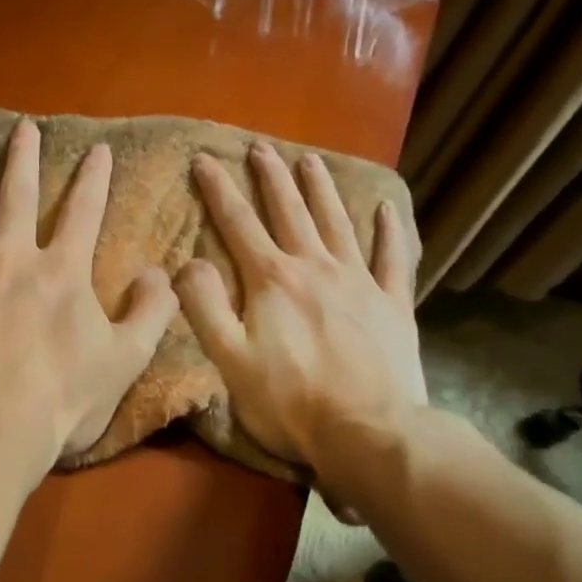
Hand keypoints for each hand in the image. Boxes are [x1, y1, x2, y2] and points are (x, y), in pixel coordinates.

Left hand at [0, 120, 178, 471]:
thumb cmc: (60, 401)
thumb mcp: (125, 361)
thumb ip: (150, 312)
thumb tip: (164, 273)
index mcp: (62, 271)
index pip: (84, 212)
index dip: (94, 178)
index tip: (98, 149)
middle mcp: (13, 255)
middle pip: (20, 194)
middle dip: (26, 158)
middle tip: (25, 128)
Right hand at [177, 142, 426, 472]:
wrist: (370, 433)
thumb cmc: (290, 401)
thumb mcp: (229, 359)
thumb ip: (205, 306)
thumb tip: (189, 262)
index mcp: (273, 281)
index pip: (238, 224)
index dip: (219, 189)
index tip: (204, 159)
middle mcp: (316, 268)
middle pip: (290, 212)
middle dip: (272, 178)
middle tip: (261, 148)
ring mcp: (360, 283)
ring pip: (337, 223)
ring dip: (321, 190)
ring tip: (310, 161)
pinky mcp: (393, 305)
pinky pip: (392, 258)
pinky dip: (389, 231)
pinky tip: (385, 209)